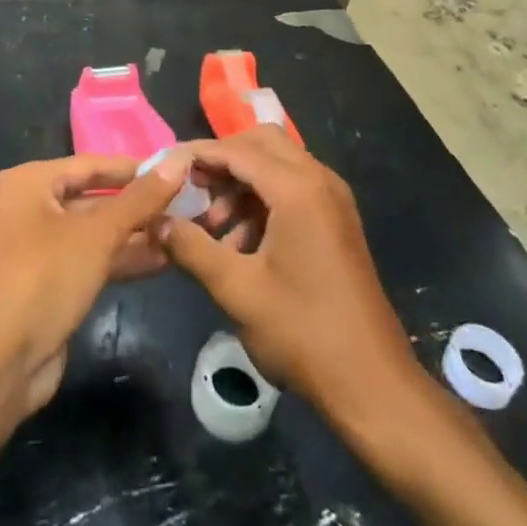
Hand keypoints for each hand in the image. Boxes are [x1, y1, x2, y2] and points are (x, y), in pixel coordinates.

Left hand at [0, 153, 189, 416]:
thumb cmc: (42, 279)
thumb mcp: (97, 233)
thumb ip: (141, 198)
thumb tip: (179, 160)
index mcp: (32, 182)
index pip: (94, 164)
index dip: (137, 167)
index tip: (182, 169)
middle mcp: (32, 208)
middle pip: (96, 198)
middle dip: (141, 204)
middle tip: (190, 204)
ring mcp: (40, 249)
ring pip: (97, 232)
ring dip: (137, 234)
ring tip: (185, 232)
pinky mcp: (50, 285)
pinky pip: (93, 261)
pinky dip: (123, 259)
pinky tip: (164, 260)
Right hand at [160, 127, 418, 419]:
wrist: (371, 381)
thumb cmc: (302, 332)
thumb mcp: (237, 290)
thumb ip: (192, 248)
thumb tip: (156, 222)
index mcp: (298, 188)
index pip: (238, 150)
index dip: (198, 154)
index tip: (164, 167)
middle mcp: (319, 180)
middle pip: (262, 144)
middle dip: (223, 161)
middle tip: (191, 191)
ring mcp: (332, 199)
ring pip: (277, 166)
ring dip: (241, 185)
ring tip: (211, 228)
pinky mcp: (336, 220)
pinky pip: (293, 190)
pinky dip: (262, 202)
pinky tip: (239, 246)